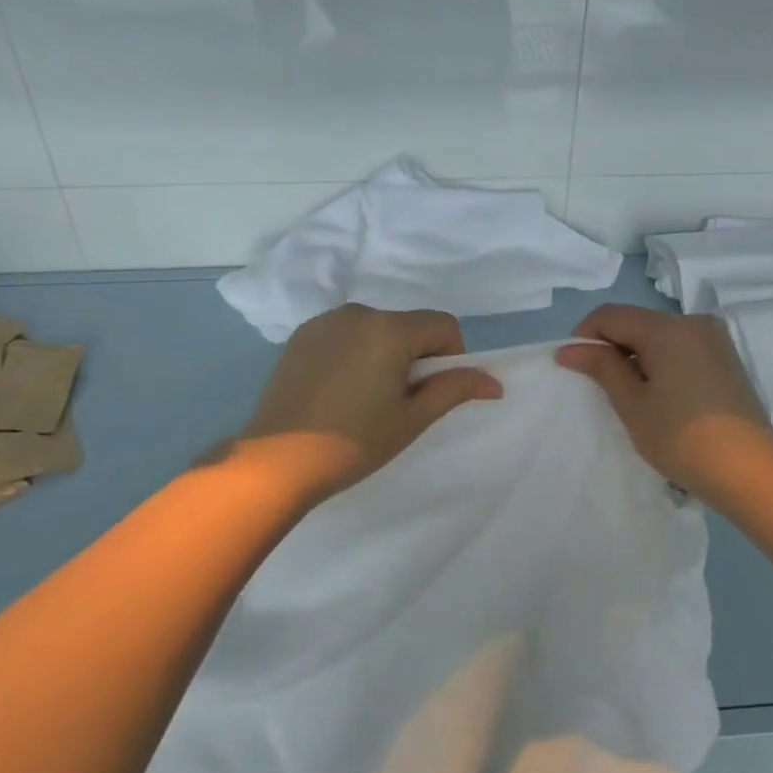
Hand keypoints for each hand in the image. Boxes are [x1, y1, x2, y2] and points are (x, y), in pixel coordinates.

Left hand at [240, 305, 502, 505]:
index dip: (452, 356)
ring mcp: (325, 322)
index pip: (443, 325)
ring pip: (376, 329)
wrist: (278, 459)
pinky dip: (354, 353)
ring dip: (384, 353)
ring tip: (365, 398)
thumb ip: (454, 389)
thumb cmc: (354, 441)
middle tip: (399, 402)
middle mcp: (358, 312)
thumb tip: (495, 382)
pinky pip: (345, 335)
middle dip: (415, 356)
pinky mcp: (301, 336)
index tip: (432, 392)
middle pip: (408, 325)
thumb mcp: (412, 418)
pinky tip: (338, 391)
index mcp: (390, 328)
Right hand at [557, 305, 772, 508]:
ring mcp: (715, 341)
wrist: (751, 473)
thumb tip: (569, 348)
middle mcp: (693, 323)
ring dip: (637, 357)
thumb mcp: (633, 404)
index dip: (585, 336)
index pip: (611, 315)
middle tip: (600, 387)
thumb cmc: (681, 437)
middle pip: (637, 322)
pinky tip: (661, 398)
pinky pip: (681, 350)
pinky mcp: (727, 361)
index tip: (574, 368)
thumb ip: (601, 367)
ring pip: (660, 337)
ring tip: (631, 397)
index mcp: (667, 328)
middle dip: (612, 347)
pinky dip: (662, 364)